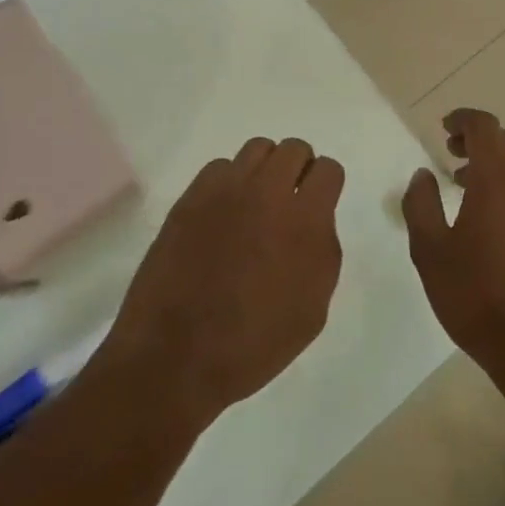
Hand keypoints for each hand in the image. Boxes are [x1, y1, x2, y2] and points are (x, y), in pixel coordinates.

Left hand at [101, 137, 343, 429]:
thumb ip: (323, 252)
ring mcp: (225, 190)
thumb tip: (314, 221)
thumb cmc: (253, 344)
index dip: (326, 185)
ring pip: (257, 149)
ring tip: (255, 203)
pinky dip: (228, 182)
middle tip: (289, 201)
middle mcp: (268, 192)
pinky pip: (220, 167)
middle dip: (298, 169)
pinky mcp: (191, 197)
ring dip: (264, 170)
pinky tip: (222, 214)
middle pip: (294, 148)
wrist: (176, 357)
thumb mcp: (313, 310)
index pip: (328, 169)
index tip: (318, 204)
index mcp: (305, 221)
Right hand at [401, 109, 504, 401]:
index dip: (463, 120)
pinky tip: (499, 227)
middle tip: (451, 157)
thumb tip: (423, 176)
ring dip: (496, 170)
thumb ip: (421, 205)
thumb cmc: (477, 296)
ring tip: (468, 191)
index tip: (445, 129)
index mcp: (497, 178)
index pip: (484, 127)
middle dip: (477, 143)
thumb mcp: (430, 251)